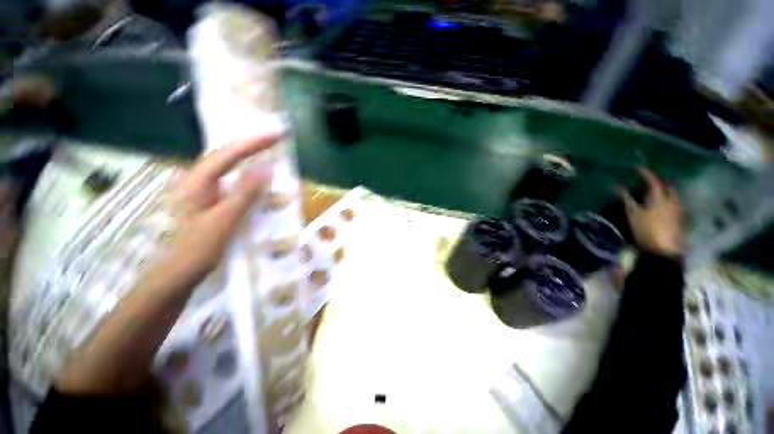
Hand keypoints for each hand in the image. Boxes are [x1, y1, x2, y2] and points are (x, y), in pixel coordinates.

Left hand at [166, 135, 276, 284]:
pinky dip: (244, 172)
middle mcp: (196, 179)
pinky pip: (228, 178)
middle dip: (249, 144)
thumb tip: (266, 169)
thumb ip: (245, 193)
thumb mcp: (225, 219)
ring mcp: (201, 189)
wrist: (178, 272)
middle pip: (224, 154)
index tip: (276, 136)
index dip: (253, 143)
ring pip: (226, 165)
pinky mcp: (208, 199)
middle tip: (273, 140)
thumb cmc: (199, 248)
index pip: (228, 154)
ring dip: (246, 155)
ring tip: (266, 150)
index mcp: (197, 181)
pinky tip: (253, 174)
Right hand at [620, 168, 683, 256]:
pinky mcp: (679, 219)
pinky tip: (660, 205)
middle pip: (667, 186)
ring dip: (664, 191)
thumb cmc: (646, 230)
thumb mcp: (632, 214)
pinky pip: (674, 204)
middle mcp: (672, 200)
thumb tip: (618, 186)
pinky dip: (667, 201)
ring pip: (672, 195)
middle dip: (658, 181)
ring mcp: (678, 210)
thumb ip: (626, 199)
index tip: (635, 167)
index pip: (652, 180)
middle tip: (648, 181)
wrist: (664, 251)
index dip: (644, 173)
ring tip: (653, 192)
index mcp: (660, 197)